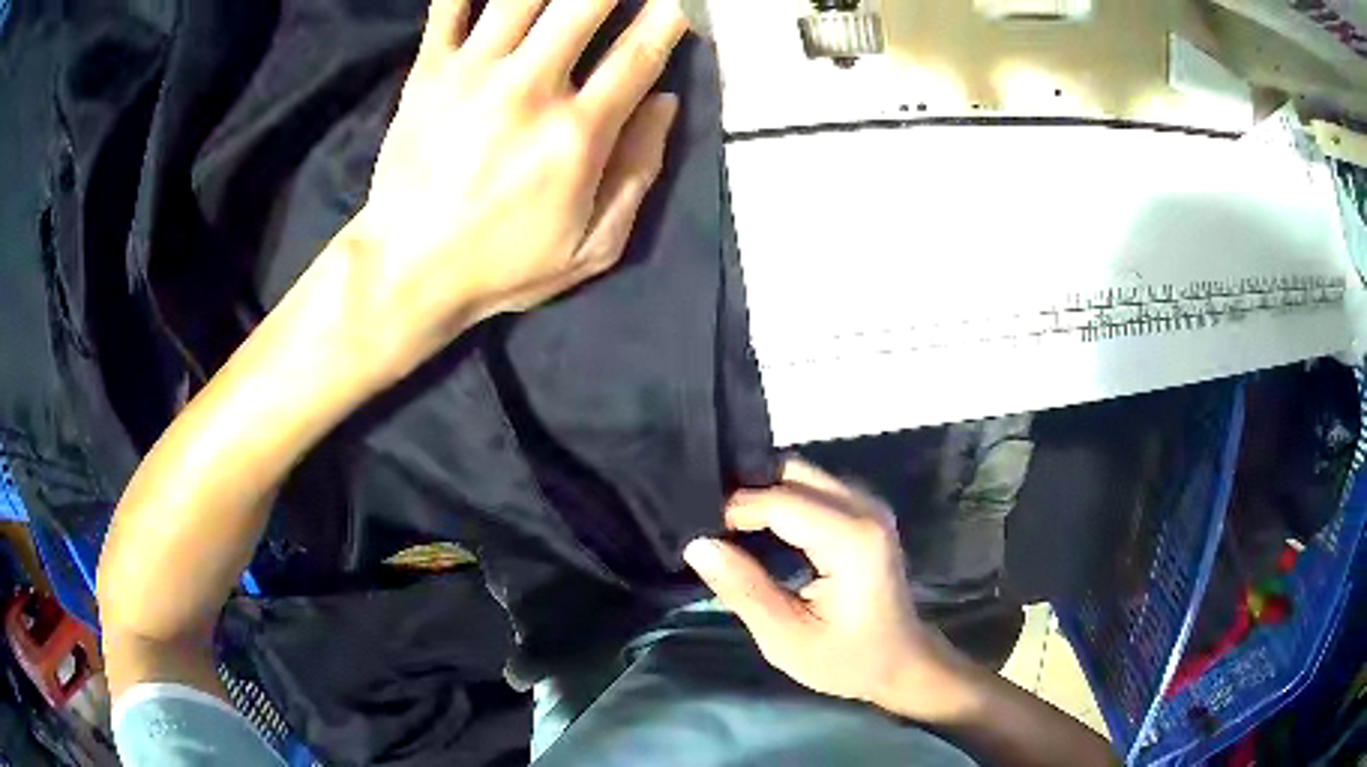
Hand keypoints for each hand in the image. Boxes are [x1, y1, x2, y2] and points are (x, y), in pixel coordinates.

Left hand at [342, 0, 686, 366]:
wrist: (405, 271)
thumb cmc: (502, 265)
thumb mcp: (592, 247)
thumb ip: (638, 173)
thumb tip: (665, 103)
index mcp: (576, 135)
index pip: (638, 56)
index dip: (668, 19)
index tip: (680, 3)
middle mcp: (529, 89)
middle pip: (584, 5)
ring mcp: (473, 73)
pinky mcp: (427, 72)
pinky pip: (449, 6)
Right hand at [684, 459, 964, 715]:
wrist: (901, 661)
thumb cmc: (847, 658)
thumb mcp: (787, 638)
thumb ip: (744, 589)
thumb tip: (699, 545)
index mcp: (851, 539)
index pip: (779, 501)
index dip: (734, 510)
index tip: (701, 535)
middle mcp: (864, 508)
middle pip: (792, 472)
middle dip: (747, 492)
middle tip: (710, 525)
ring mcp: (868, 505)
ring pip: (802, 473)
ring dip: (763, 493)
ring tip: (727, 526)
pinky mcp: (864, 511)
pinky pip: (814, 487)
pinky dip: (781, 498)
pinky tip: (759, 527)